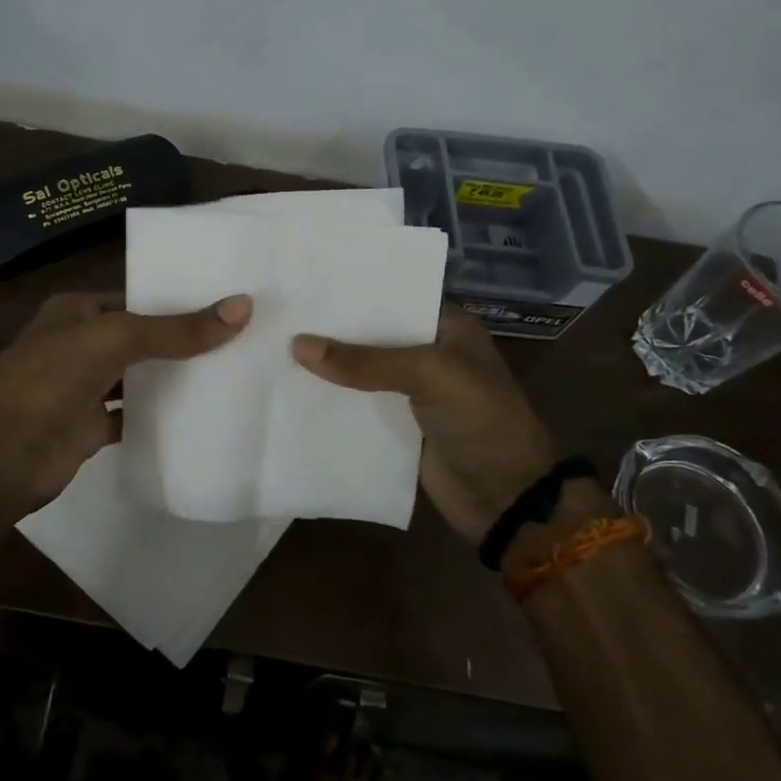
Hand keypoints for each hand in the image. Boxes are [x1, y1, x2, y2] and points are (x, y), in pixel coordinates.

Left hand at [0, 291, 251, 521]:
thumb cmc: (49, 380)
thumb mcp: (115, 340)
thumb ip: (176, 329)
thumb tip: (242, 306)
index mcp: (78, 311)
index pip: (137, 298)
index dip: (179, 299)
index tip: (229, 303)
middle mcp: (81, 344)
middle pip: (142, 338)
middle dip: (183, 340)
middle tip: (244, 338)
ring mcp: (84, 388)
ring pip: (139, 377)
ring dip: (175, 378)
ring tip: (234, 372)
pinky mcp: (90, 428)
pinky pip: (133, 416)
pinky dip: (160, 416)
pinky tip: (201, 416)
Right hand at [291, 305, 560, 543]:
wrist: (506, 497)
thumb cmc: (481, 419)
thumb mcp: (428, 375)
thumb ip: (364, 361)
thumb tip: (297, 345)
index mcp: (448, 327)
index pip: (395, 298)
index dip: (355, 292)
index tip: (307, 282)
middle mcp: (429, 353)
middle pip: (373, 335)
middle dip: (333, 329)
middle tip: (280, 312)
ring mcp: (413, 392)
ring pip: (362, 371)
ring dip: (328, 366)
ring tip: (274, 345)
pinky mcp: (398, 426)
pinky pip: (359, 406)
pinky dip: (333, 400)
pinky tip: (292, 389)